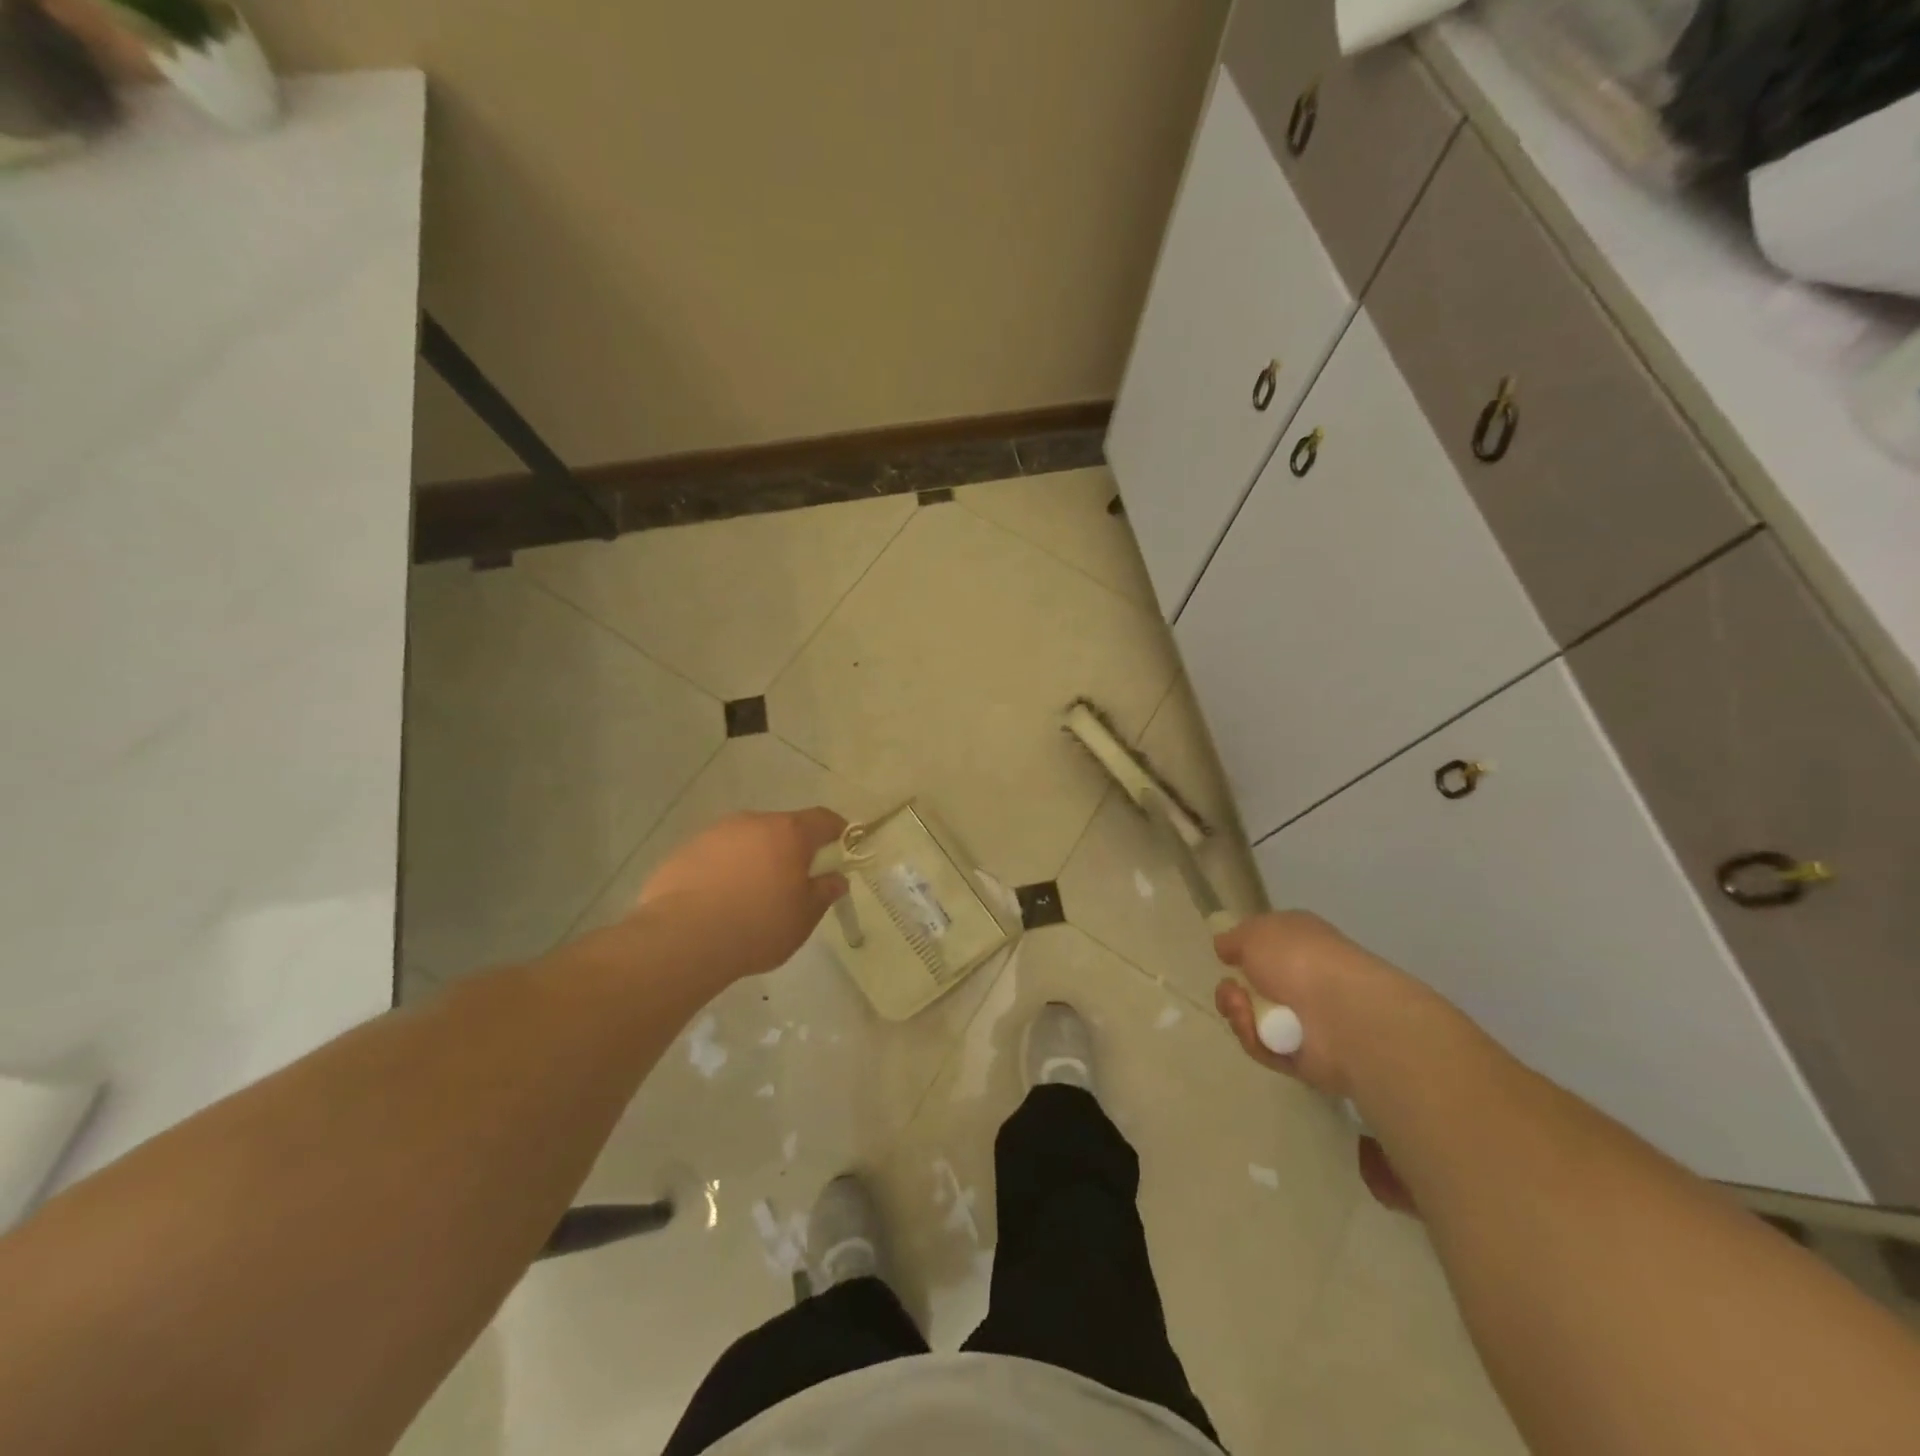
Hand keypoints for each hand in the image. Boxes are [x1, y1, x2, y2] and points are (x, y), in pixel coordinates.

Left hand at [637, 808, 848, 979]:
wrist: (682, 940)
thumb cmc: (757, 926)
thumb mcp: (804, 917)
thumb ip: (824, 892)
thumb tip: (836, 878)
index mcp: (788, 832)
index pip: (823, 819)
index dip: (837, 833)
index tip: (841, 851)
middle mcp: (752, 822)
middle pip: (782, 829)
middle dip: (791, 851)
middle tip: (792, 885)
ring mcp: (714, 833)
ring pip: (746, 841)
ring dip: (755, 860)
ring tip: (749, 898)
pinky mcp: (684, 851)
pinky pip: (715, 856)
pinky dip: (723, 872)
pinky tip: (717, 903)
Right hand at [1212, 911, 1427, 1097]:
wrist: (1343, 1012)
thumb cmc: (1298, 958)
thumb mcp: (1255, 932)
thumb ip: (1234, 939)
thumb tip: (1225, 948)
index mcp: (1299, 943)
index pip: (1266, 947)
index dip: (1243, 952)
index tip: (1226, 958)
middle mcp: (1304, 979)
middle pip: (1252, 988)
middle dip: (1231, 991)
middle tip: (1233, 992)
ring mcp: (1306, 1020)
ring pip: (1253, 1019)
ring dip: (1239, 1014)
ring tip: (1243, 1010)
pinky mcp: (1305, 1057)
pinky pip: (1265, 1049)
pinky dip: (1255, 1040)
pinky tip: (1258, 1032)